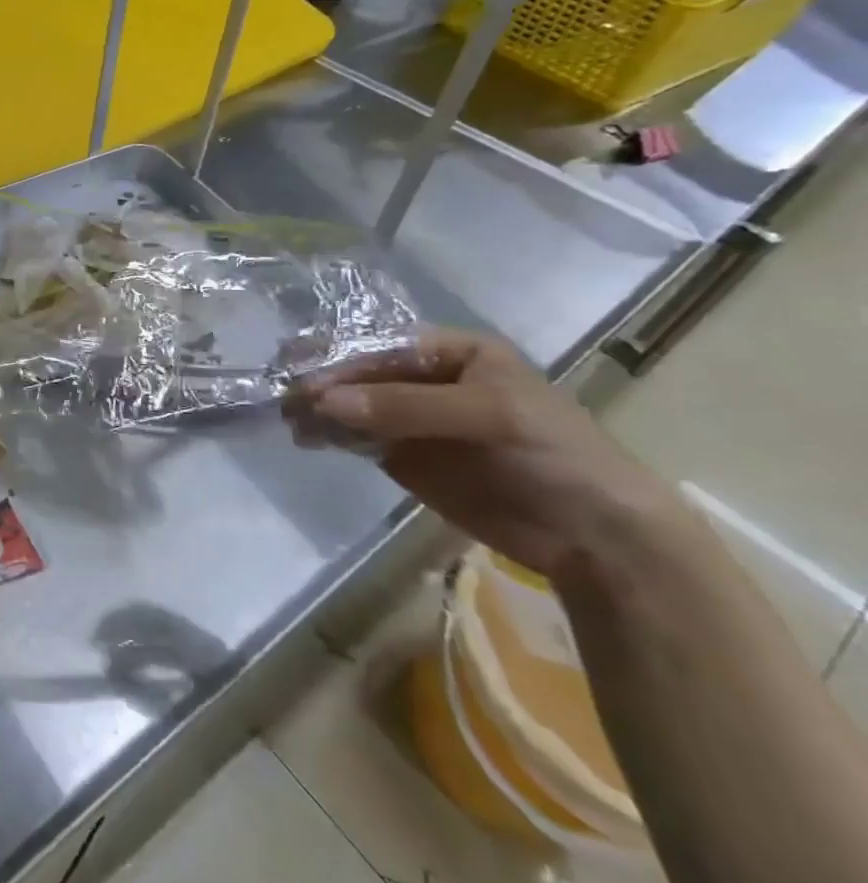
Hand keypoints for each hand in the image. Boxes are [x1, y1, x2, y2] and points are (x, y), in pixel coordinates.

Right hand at [291, 328, 682, 583]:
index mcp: (451, 352)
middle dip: (322, 382)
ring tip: (290, 421)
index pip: (380, 346)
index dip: (341, 357)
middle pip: (358, 373)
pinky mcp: (401, 455)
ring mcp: (410, 418)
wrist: (596, 537)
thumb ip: (404, 406)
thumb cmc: (553, 455)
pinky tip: (306, 437)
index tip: (300, 371)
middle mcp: (423, 378)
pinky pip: (354, 436)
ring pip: (349, 404)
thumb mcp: (487, 416)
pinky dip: (328, 434)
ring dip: (317, 409)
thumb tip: (322, 400)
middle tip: (286, 397)